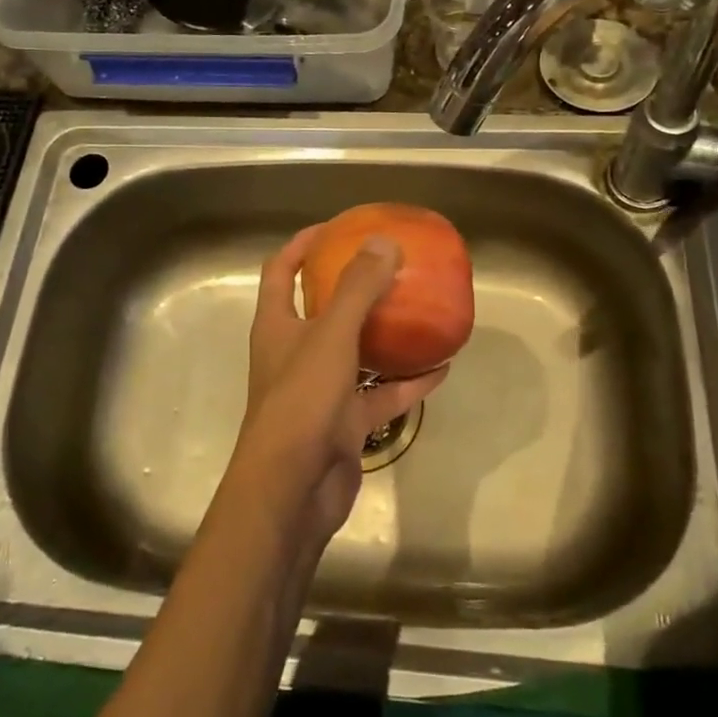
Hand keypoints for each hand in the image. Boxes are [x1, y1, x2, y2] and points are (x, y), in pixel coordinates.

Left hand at [229, 227, 448, 548]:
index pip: (281, 270)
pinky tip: (440, 367)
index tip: (337, 227)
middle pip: (321, 308)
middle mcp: (295, 352)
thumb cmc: (302, 401)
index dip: (303, 244)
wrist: (293, 490)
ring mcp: (320, 389)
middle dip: (351, 286)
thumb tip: (384, 242)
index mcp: (277, 324)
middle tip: (388, 266)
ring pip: (356, 352)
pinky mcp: (344, 422)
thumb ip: (356, 289)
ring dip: (385, 334)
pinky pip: (380, 394)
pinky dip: (407, 382)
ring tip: (419, 311)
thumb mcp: (331, 336)